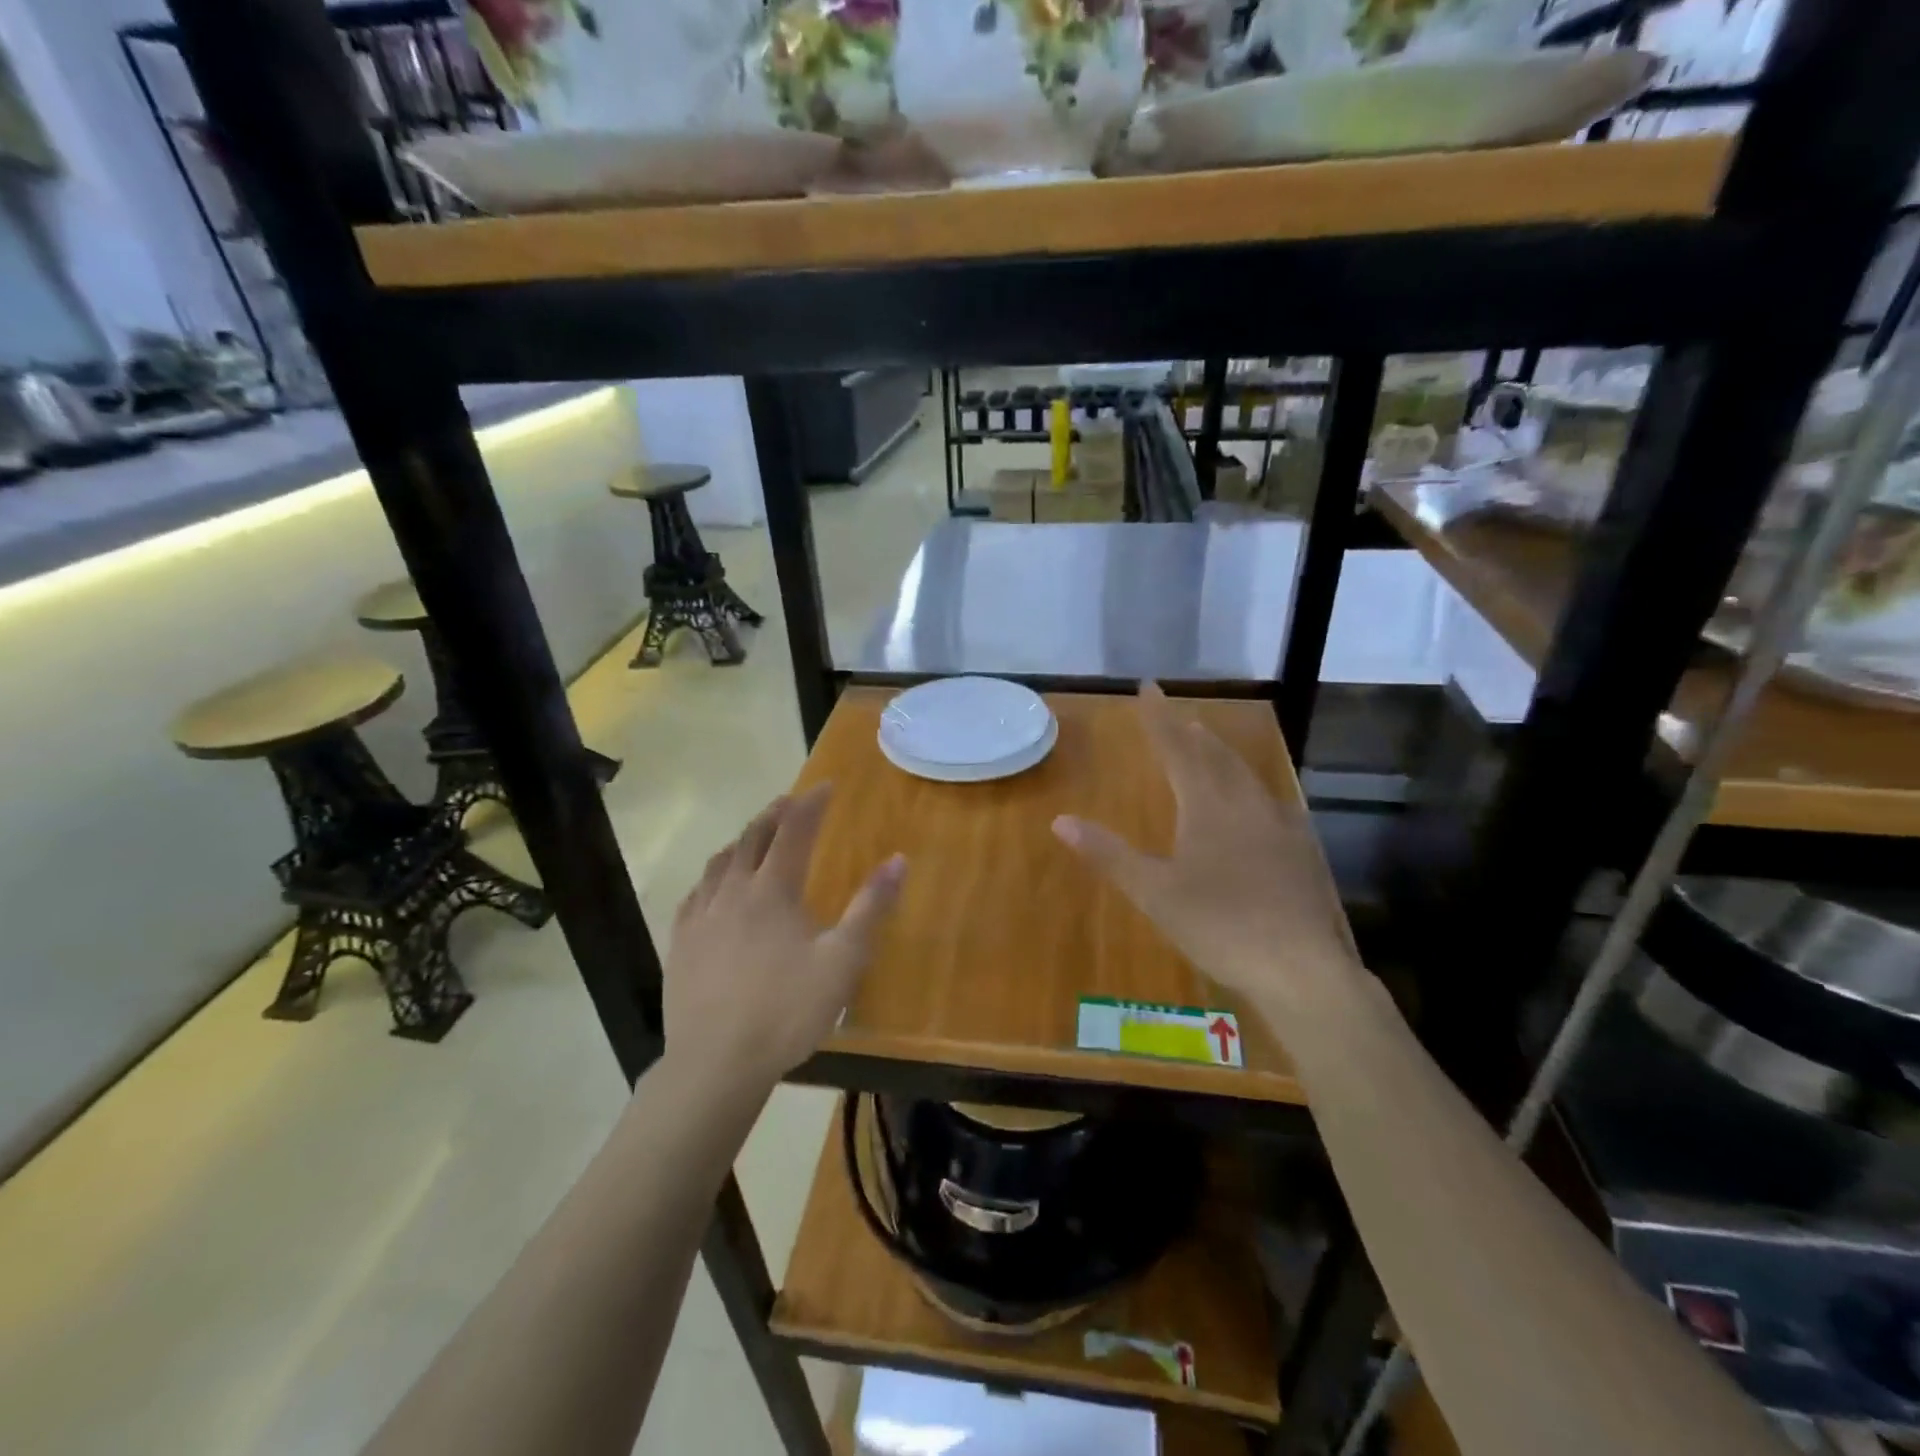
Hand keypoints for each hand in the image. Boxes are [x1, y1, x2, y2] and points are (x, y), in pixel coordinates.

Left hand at [665, 785, 904, 1093]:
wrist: (716, 1064)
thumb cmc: (787, 1011)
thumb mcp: (843, 961)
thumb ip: (871, 908)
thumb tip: (898, 860)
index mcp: (772, 891)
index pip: (794, 831)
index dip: (811, 804)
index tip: (826, 786)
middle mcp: (733, 892)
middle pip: (752, 838)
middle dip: (775, 814)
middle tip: (791, 801)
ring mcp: (700, 918)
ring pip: (720, 863)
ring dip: (742, 841)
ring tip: (754, 836)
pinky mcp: (680, 944)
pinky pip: (695, 895)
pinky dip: (711, 877)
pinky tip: (713, 887)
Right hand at [1051, 683, 1356, 1013]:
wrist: (1301, 968)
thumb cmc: (1219, 925)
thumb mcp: (1154, 892)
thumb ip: (1108, 854)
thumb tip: (1060, 820)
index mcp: (1208, 807)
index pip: (1178, 750)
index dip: (1159, 718)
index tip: (1148, 687)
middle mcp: (1246, 806)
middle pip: (1216, 757)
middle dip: (1193, 735)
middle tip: (1181, 718)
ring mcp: (1280, 828)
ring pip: (1247, 778)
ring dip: (1224, 757)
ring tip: (1212, 746)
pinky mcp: (1300, 853)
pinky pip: (1271, 804)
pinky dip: (1252, 791)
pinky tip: (1257, 806)